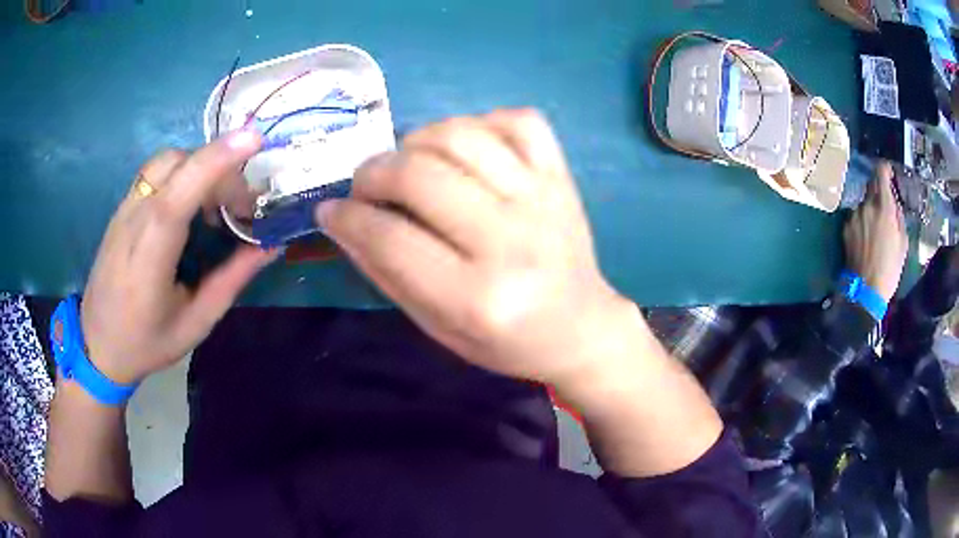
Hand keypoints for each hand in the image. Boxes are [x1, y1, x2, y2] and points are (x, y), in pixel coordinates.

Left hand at [81, 130, 278, 385]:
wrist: (98, 344)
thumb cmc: (147, 341)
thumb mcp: (196, 323)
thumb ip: (231, 280)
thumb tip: (270, 245)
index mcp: (150, 255)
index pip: (180, 192)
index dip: (216, 160)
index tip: (254, 139)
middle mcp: (134, 220)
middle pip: (178, 164)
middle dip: (219, 169)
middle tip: (242, 205)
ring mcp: (124, 209)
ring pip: (167, 161)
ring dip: (200, 167)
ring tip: (216, 203)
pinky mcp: (122, 207)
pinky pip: (156, 172)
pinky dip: (183, 173)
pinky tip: (191, 203)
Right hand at [316, 110, 632, 387]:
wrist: (580, 326)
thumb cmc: (505, 341)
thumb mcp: (437, 327)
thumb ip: (385, 272)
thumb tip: (340, 219)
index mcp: (478, 298)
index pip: (390, 239)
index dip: (348, 217)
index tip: (331, 210)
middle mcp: (511, 241)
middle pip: (419, 174)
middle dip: (373, 173)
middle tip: (366, 186)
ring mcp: (542, 199)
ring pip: (460, 135)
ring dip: (417, 141)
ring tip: (409, 164)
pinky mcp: (561, 176)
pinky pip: (516, 120)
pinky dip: (480, 123)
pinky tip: (466, 148)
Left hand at [843, 161, 907, 302]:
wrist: (866, 290)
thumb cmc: (890, 269)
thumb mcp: (903, 242)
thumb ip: (898, 216)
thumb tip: (894, 202)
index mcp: (883, 207)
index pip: (881, 173)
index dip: (885, 169)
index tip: (888, 172)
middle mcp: (866, 206)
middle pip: (871, 185)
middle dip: (878, 189)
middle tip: (884, 203)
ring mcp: (854, 216)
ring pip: (864, 203)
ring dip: (870, 208)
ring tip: (876, 229)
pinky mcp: (846, 227)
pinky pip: (856, 217)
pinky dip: (862, 221)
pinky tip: (866, 238)